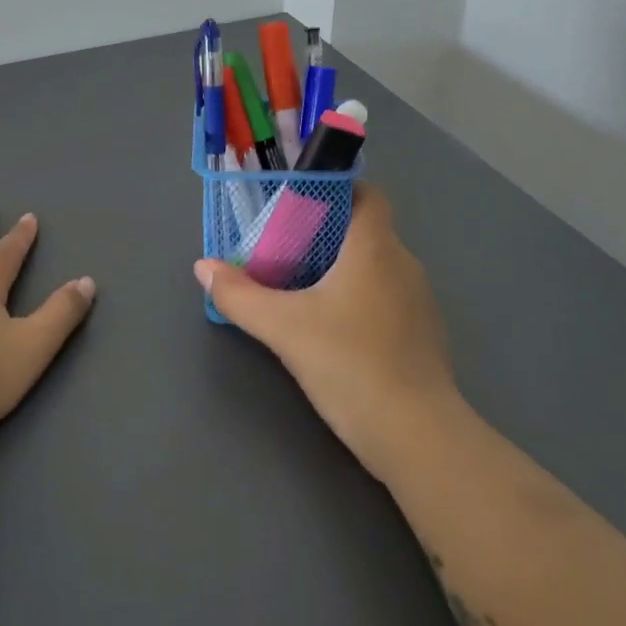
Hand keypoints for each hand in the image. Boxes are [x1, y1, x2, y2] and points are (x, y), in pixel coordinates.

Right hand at [194, 184, 465, 482]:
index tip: (298, 204)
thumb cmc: (350, 364)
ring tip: (301, 287)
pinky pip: (387, 297)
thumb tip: (203, 267)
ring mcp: (419, 301)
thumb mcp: (283, 328)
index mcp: (375, 248)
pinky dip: (360, 298)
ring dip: (342, 268)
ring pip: (376, 266)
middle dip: (325, 233)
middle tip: (283, 249)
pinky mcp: (422, 334)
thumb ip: (240, 296)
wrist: (416, 435)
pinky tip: (333, 327)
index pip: (368, 194)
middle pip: (365, 230)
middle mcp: (404, 264)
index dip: (336, 190)